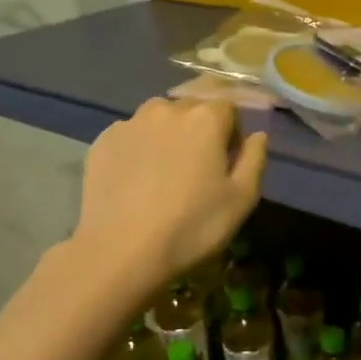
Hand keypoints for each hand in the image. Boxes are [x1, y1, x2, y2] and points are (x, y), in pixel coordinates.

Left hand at [74, 98, 267, 285]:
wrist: (121, 251)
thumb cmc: (192, 225)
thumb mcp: (242, 199)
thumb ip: (254, 159)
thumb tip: (257, 136)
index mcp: (206, 118)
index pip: (229, 108)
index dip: (232, 134)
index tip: (227, 164)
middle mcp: (167, 109)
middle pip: (192, 109)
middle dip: (199, 131)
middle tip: (197, 170)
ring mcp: (130, 123)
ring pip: (158, 119)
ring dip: (167, 135)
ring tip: (164, 173)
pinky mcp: (102, 141)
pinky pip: (131, 136)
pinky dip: (138, 149)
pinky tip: (136, 182)